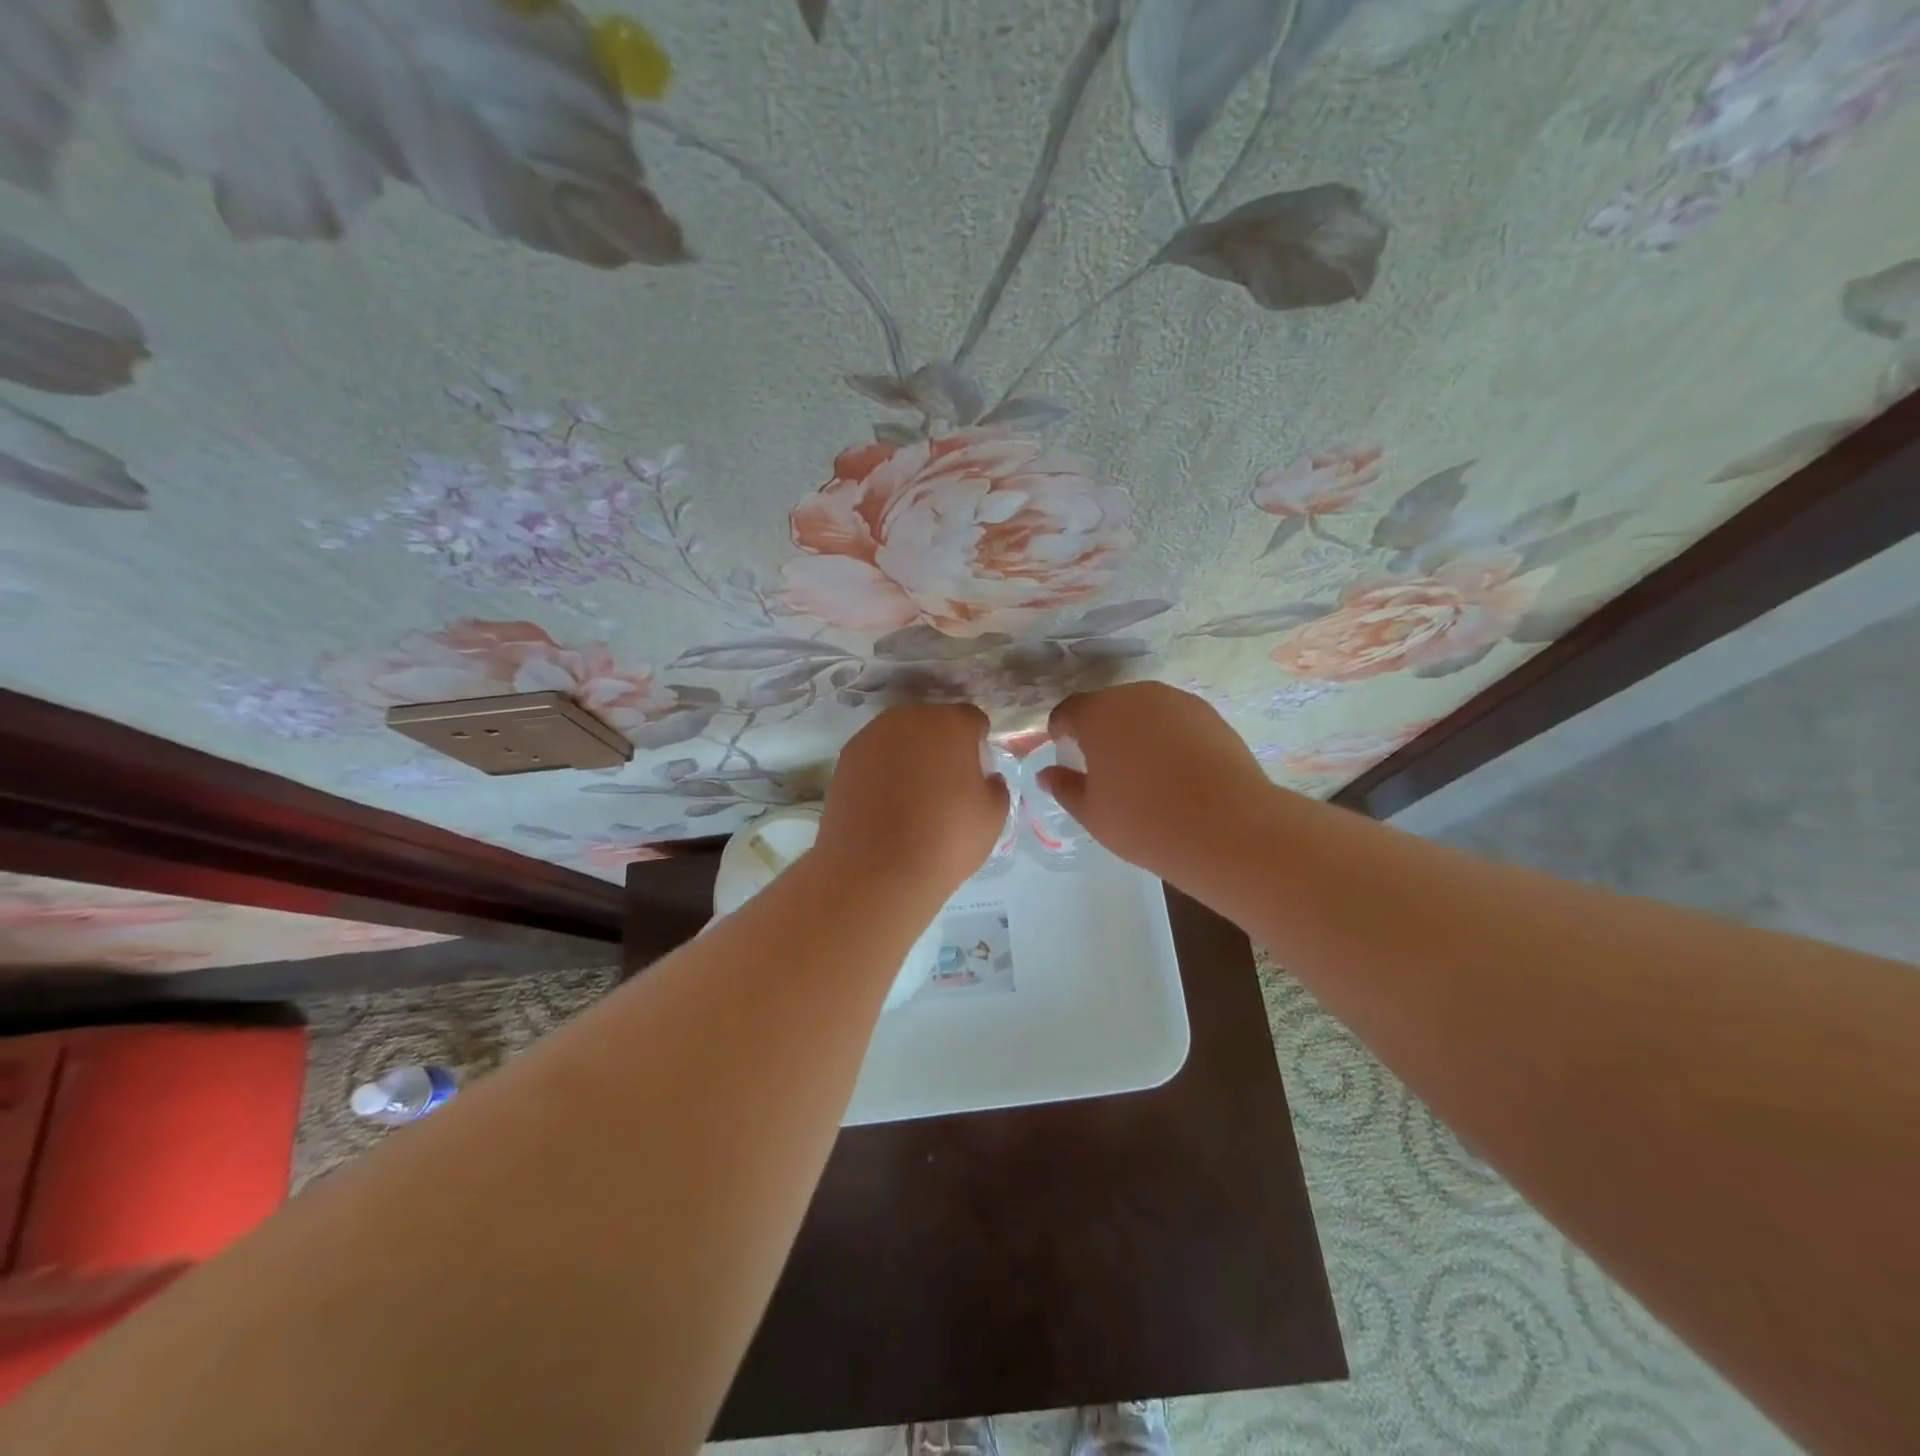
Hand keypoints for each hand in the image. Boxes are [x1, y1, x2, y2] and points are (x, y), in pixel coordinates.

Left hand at [817, 703, 1008, 897]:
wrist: (876, 870)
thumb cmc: (945, 840)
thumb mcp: (993, 817)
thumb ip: (995, 786)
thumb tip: (985, 778)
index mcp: (951, 724)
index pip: (972, 720)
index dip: (978, 743)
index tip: (977, 771)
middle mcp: (909, 718)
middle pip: (933, 722)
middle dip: (941, 744)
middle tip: (945, 783)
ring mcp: (871, 736)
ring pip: (900, 737)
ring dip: (909, 755)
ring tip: (912, 795)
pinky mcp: (845, 759)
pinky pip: (875, 756)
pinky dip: (882, 770)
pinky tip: (885, 803)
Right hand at [1040, 682, 1276, 880]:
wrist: (1227, 827)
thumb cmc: (1144, 820)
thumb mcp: (1092, 813)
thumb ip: (1064, 787)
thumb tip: (1048, 773)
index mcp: (1098, 714)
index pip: (1068, 711)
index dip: (1060, 730)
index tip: (1063, 751)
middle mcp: (1136, 696)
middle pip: (1107, 706)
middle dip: (1100, 730)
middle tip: (1103, 766)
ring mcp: (1178, 702)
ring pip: (1144, 711)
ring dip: (1135, 731)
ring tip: (1142, 770)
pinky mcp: (1210, 715)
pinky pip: (1175, 721)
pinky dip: (1167, 737)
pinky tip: (1176, 771)